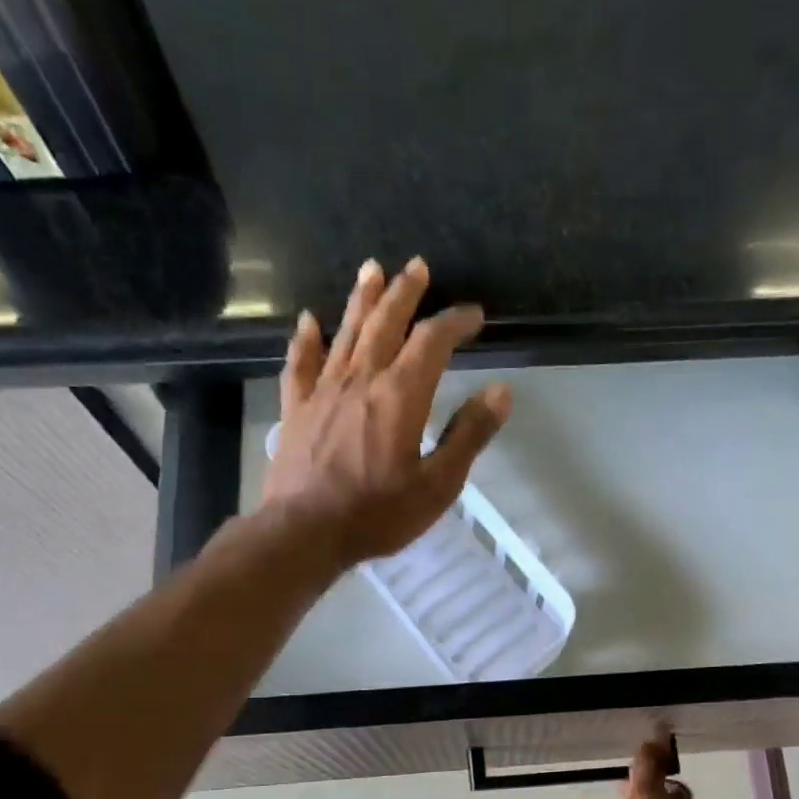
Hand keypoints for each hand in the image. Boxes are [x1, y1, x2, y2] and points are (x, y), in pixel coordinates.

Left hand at [264, 255, 508, 566]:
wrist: (305, 531)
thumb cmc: (378, 513)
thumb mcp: (438, 484)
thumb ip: (469, 435)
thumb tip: (501, 392)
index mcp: (401, 395)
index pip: (433, 342)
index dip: (455, 322)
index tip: (474, 315)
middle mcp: (361, 380)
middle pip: (385, 323)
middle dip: (405, 293)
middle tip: (417, 267)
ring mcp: (324, 391)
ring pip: (346, 333)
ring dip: (362, 300)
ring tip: (372, 269)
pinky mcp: (297, 408)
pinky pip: (301, 364)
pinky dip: (306, 339)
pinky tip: (310, 321)